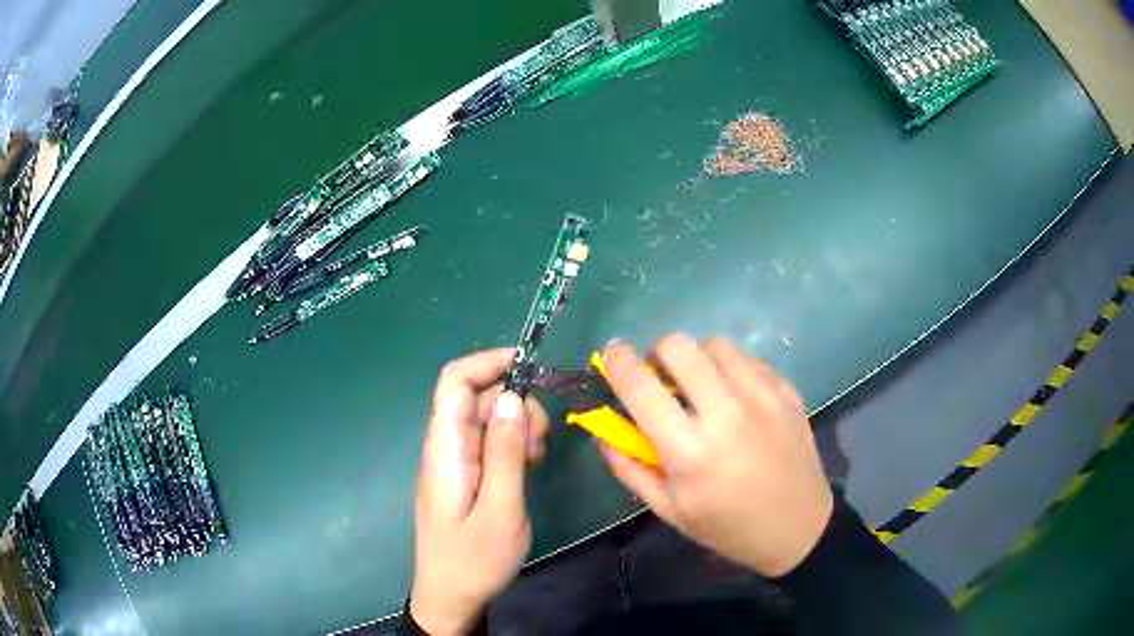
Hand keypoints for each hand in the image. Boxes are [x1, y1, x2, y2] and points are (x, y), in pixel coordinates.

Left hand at [410, 348, 549, 634]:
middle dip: (514, 402)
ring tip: (536, 458)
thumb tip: (512, 396)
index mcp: (445, 449)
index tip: (531, 367)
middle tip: (540, 440)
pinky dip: (513, 444)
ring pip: (487, 419)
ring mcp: (456, 461)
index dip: (488, 362)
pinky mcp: (467, 475)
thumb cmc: (473, 560)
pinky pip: (490, 443)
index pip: (454, 381)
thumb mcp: (499, 510)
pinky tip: (528, 466)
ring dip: (517, 426)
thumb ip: (504, 452)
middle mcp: (446, 446)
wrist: (451, 597)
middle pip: (476, 397)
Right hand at [599, 333, 832, 576]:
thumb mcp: (669, 509)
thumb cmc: (727, 526)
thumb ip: (628, 465)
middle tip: (663, 379)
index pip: (641, 385)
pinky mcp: (786, 391)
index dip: (617, 361)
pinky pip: (748, 358)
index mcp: (689, 451)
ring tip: (703, 388)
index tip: (613, 358)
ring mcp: (762, 397)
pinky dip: (731, 369)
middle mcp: (727, 414)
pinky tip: (736, 397)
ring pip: (715, 345)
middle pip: (678, 346)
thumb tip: (602, 426)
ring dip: (697, 359)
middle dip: (658, 355)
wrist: (797, 527)